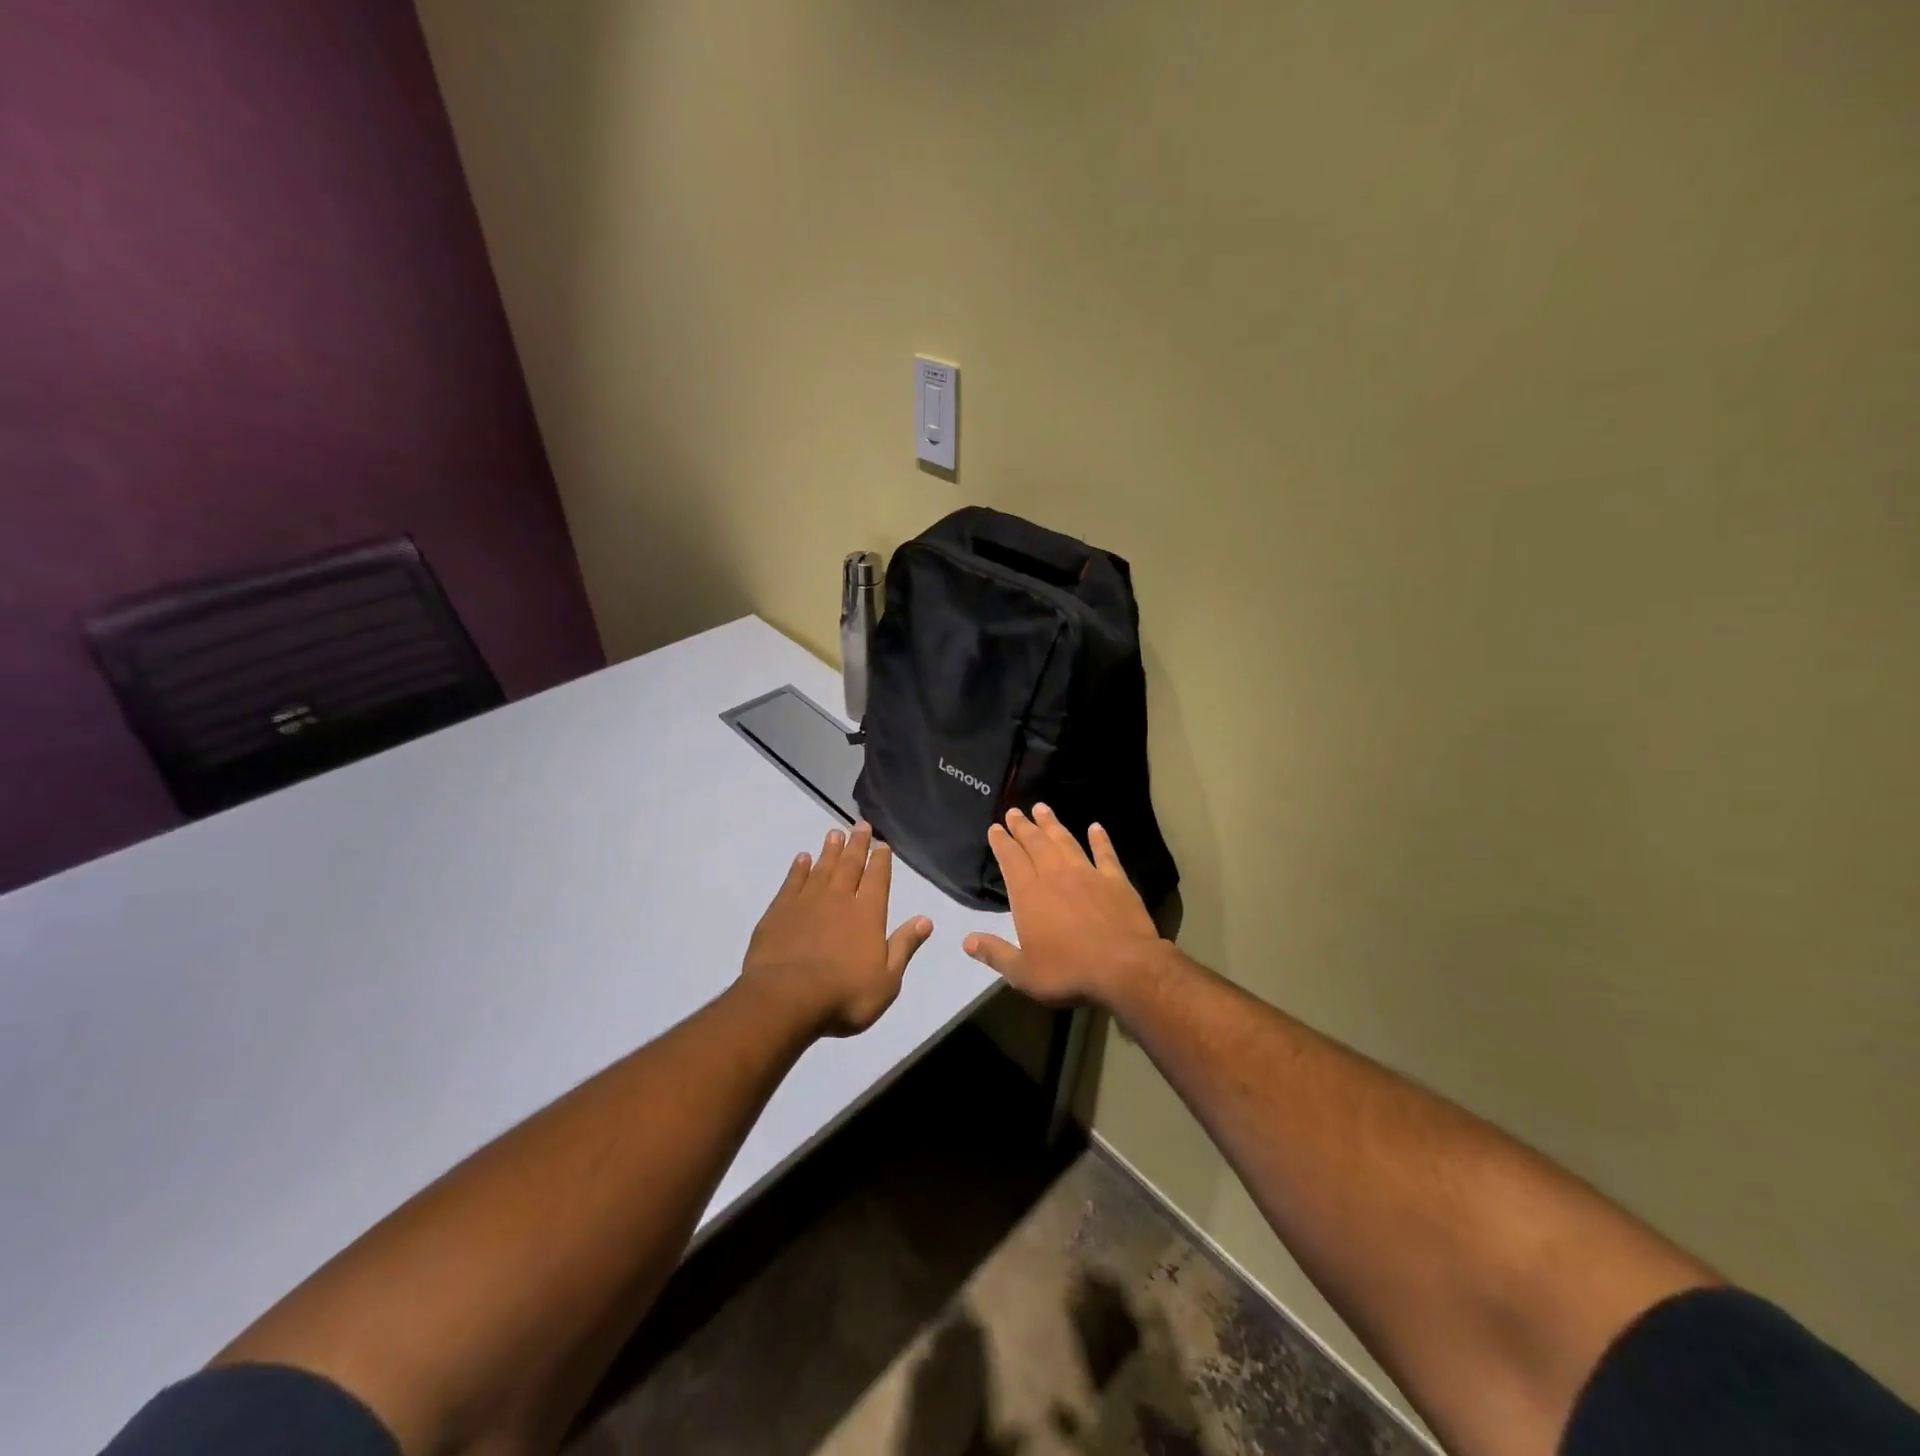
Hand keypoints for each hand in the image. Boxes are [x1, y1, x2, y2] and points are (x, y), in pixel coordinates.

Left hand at [741, 821, 933, 1037]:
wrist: (786, 999)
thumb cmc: (844, 995)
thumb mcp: (887, 979)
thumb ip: (904, 946)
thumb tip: (926, 919)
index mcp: (868, 914)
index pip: (878, 879)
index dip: (881, 861)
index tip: (882, 844)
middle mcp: (839, 899)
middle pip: (850, 865)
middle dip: (857, 845)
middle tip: (861, 825)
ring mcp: (807, 902)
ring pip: (822, 868)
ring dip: (829, 850)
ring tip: (834, 832)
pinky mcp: (779, 911)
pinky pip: (792, 882)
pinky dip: (799, 868)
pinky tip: (802, 858)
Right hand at [963, 805, 1168, 1006]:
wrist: (1124, 966)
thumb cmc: (1068, 970)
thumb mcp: (1023, 972)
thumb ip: (995, 954)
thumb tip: (967, 941)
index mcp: (1029, 895)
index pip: (1011, 860)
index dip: (1002, 842)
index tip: (996, 827)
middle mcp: (1055, 876)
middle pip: (1036, 844)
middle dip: (1023, 826)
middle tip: (1015, 811)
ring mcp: (1088, 874)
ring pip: (1066, 841)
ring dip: (1053, 824)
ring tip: (1042, 808)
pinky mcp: (1115, 880)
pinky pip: (1105, 853)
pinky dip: (1100, 839)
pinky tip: (1096, 827)